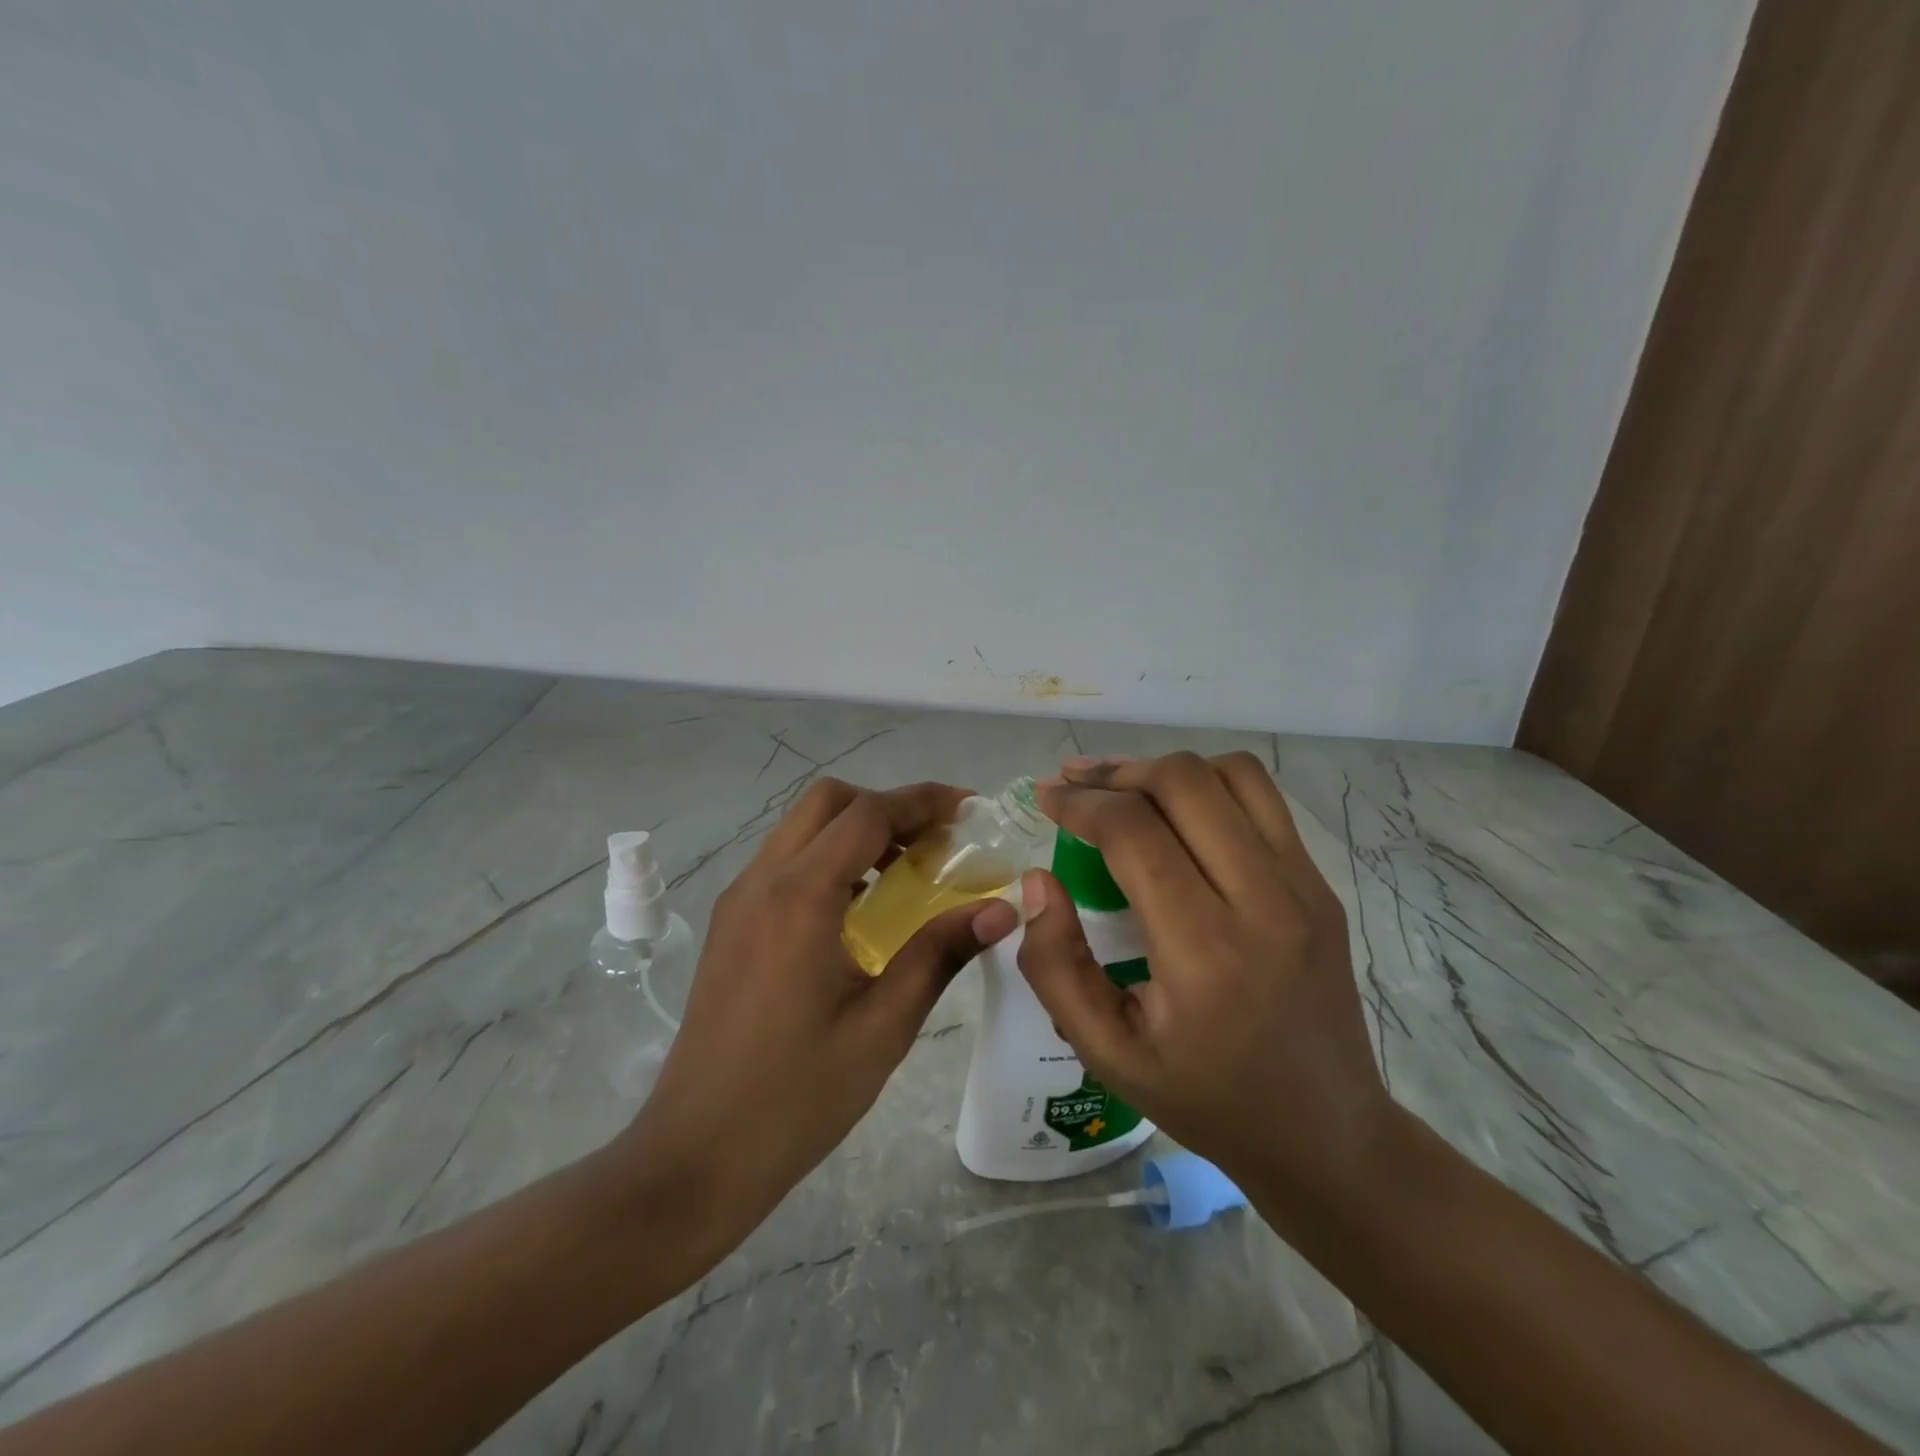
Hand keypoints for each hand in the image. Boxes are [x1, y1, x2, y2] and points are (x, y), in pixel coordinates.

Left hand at [605, 778, 1017, 1272]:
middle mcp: (761, 881)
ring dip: (856, 830)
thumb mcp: (883, 1026)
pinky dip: (828, 859)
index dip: (924, 801)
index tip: (970, 810)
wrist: (695, 1156)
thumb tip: (1002, 910)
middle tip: (936, 842)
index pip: (868, 814)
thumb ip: (940, 953)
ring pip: (801, 828)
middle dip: (887, 806)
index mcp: (799, 897)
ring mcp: (738, 901)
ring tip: (907, 870)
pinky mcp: (730, 925)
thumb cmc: (797, 1096)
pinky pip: (784, 863)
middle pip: (828, 802)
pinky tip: (860, 908)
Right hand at [1018, 753, 1388, 1214]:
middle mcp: (1263, 901)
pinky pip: (1262, 800)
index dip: (1079, 802)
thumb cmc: (1206, 1098)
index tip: (1044, 797)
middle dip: (1116, 772)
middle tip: (1075, 785)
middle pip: (1183, 782)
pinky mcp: (1321, 884)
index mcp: (1203, 950)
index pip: (1133, 831)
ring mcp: (1303, 886)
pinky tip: (1178, 814)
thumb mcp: (1106, 1053)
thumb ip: (1055, 966)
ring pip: (1230, 774)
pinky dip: (1209, 786)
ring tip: (1124, 790)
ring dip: (1166, 770)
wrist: (1325, 1132)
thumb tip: (1039, 880)